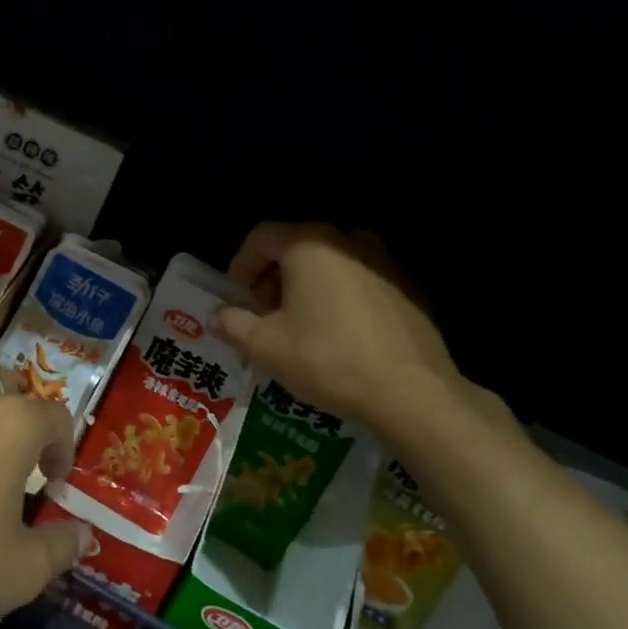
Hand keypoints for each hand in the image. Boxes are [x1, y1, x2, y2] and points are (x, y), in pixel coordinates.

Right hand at [215, 222, 457, 429]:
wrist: (411, 391)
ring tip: (301, 326)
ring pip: (329, 262)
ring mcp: (384, 259)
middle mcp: (347, 239)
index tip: (236, 300)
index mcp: (309, 244)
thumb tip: (217, 315)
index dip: (240, 266)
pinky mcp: (407, 284)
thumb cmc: (327, 360)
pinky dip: (339, 296)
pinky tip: (339, 334)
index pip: (260, 237)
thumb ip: (232, 324)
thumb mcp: (265, 347)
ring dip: (306, 286)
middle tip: (264, 316)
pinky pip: (359, 279)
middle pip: (296, 246)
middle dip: (272, 278)